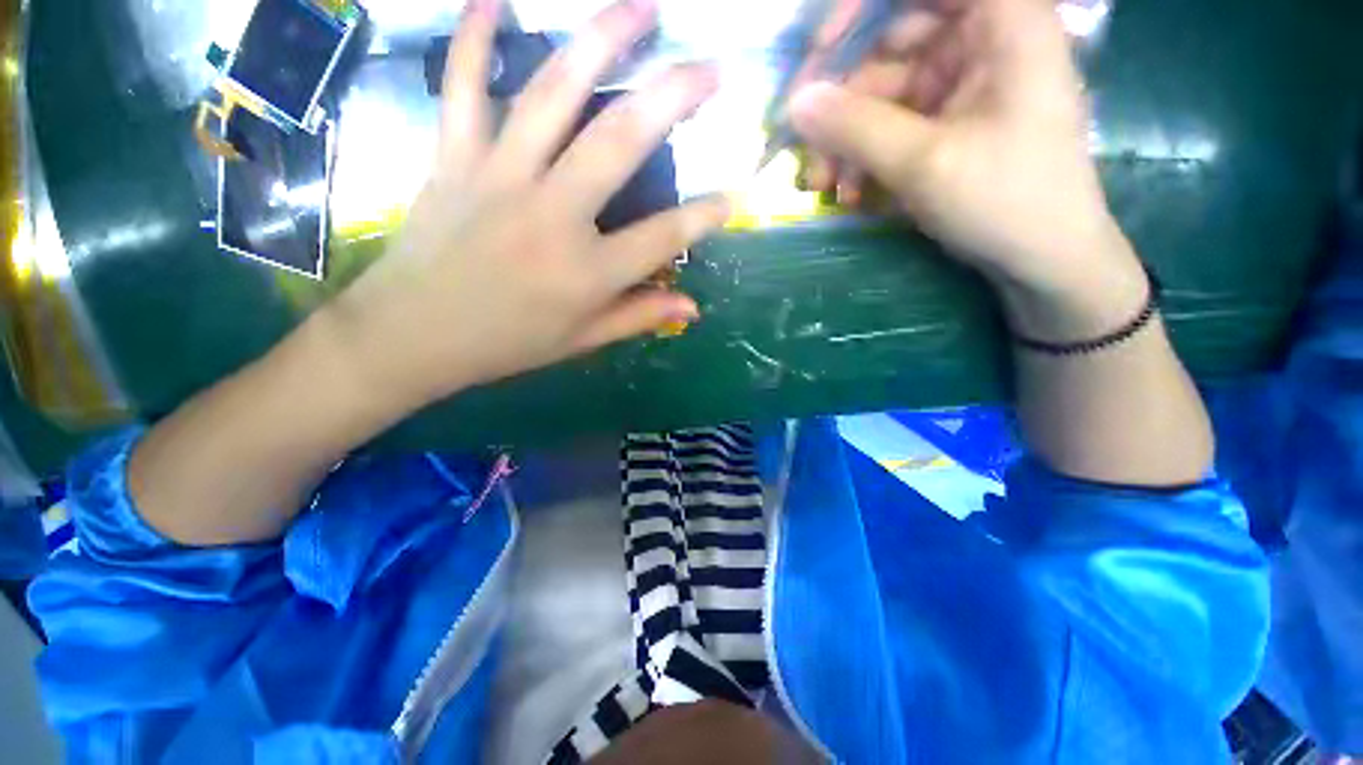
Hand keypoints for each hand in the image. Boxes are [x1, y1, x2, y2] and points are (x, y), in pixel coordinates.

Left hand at [323, 0, 727, 409]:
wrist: (413, 335)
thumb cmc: (507, 343)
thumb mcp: (582, 341)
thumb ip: (640, 317)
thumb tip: (694, 307)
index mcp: (587, 273)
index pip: (664, 236)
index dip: (707, 215)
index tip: (737, 194)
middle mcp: (552, 215)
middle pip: (621, 141)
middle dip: (674, 97)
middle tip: (712, 69)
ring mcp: (499, 177)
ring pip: (554, 93)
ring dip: (601, 41)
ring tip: (640, 8)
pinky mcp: (453, 158)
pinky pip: (463, 86)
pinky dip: (476, 38)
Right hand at [790, 0, 1145, 338]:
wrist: (1041, 259)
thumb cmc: (1005, 201)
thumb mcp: (925, 163)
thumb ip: (856, 128)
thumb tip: (796, 104)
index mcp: (1003, 22)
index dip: (862, 10)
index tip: (819, 54)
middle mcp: (982, 41)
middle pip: (892, 40)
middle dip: (843, 99)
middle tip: (806, 146)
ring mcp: (962, 84)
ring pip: (883, 92)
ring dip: (846, 140)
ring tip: (824, 186)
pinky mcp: (947, 121)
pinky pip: (891, 124)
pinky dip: (865, 155)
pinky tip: (851, 193)